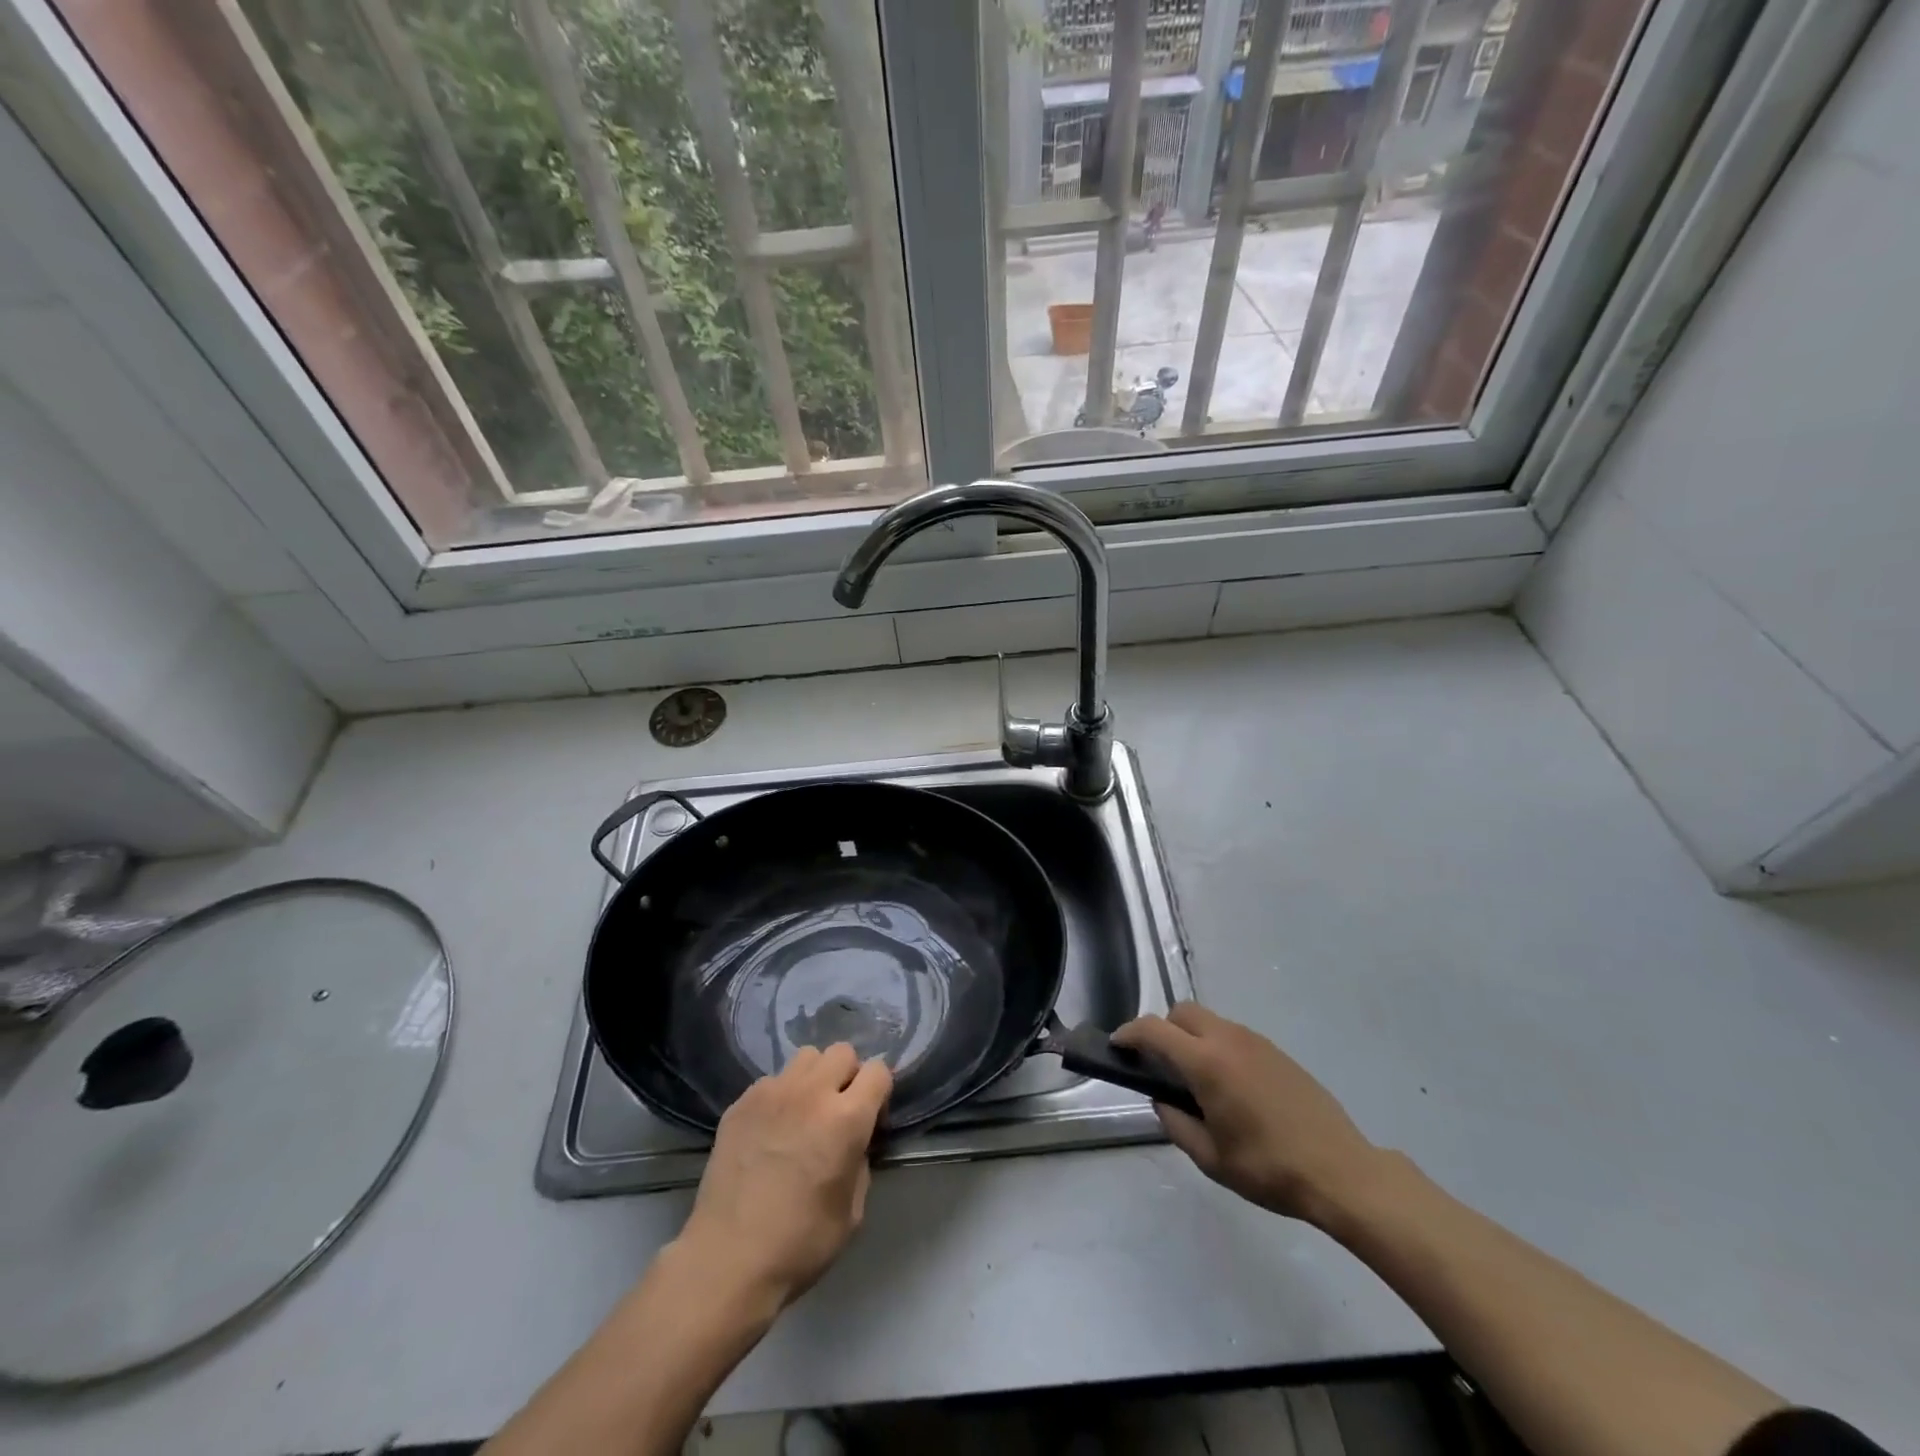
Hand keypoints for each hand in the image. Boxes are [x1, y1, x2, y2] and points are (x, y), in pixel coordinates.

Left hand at [676, 1043, 892, 1310]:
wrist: (727, 1260)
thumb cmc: (800, 1244)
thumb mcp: (852, 1211)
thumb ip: (860, 1161)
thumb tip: (855, 1141)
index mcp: (846, 1118)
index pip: (878, 1070)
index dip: (879, 1091)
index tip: (871, 1117)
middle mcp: (811, 1093)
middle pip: (842, 1052)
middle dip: (848, 1076)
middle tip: (838, 1111)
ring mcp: (772, 1093)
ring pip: (806, 1058)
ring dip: (814, 1078)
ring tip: (803, 1112)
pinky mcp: (741, 1102)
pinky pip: (772, 1080)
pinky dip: (780, 1096)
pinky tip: (770, 1130)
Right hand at [1113, 1003, 1380, 1227]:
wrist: (1341, 1172)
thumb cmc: (1269, 1168)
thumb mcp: (1211, 1158)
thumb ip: (1176, 1124)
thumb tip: (1163, 1101)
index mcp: (1206, 1063)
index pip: (1154, 1030)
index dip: (1129, 1033)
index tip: (1116, 1045)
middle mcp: (1228, 1040)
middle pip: (1182, 1012)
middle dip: (1162, 1029)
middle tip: (1158, 1064)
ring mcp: (1256, 1042)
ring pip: (1210, 1020)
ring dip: (1192, 1037)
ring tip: (1195, 1079)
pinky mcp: (1277, 1052)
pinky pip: (1234, 1035)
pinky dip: (1218, 1046)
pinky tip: (1229, 1085)